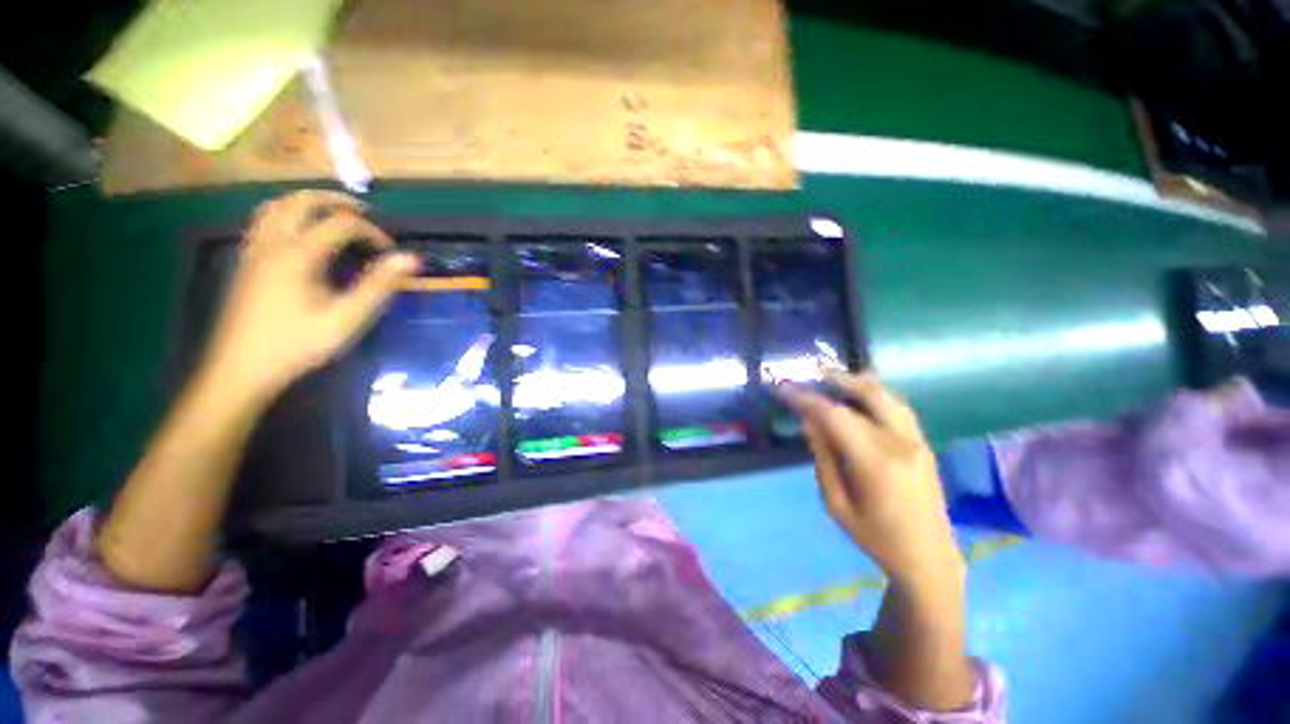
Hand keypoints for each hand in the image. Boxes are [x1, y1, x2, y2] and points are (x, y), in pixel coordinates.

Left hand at [202, 190, 418, 400]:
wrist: (241, 368)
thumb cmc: (298, 344)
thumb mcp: (347, 318)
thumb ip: (379, 285)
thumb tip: (411, 258)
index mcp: (298, 254)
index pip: (341, 223)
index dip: (371, 231)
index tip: (391, 251)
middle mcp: (273, 242)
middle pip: (301, 201)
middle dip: (336, 201)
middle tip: (364, 211)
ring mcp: (254, 250)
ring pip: (276, 206)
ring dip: (306, 202)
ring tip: (331, 212)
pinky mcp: (246, 261)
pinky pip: (264, 220)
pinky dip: (286, 213)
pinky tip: (299, 231)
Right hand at [780, 371, 963, 588]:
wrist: (928, 558)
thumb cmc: (875, 537)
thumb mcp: (836, 504)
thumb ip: (822, 457)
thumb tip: (809, 421)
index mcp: (875, 463)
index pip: (834, 415)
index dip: (806, 399)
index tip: (783, 390)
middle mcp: (900, 443)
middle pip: (866, 394)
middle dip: (834, 379)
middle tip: (809, 372)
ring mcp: (917, 441)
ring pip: (886, 395)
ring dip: (857, 381)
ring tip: (831, 376)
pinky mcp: (923, 443)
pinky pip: (897, 406)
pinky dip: (875, 393)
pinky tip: (859, 392)